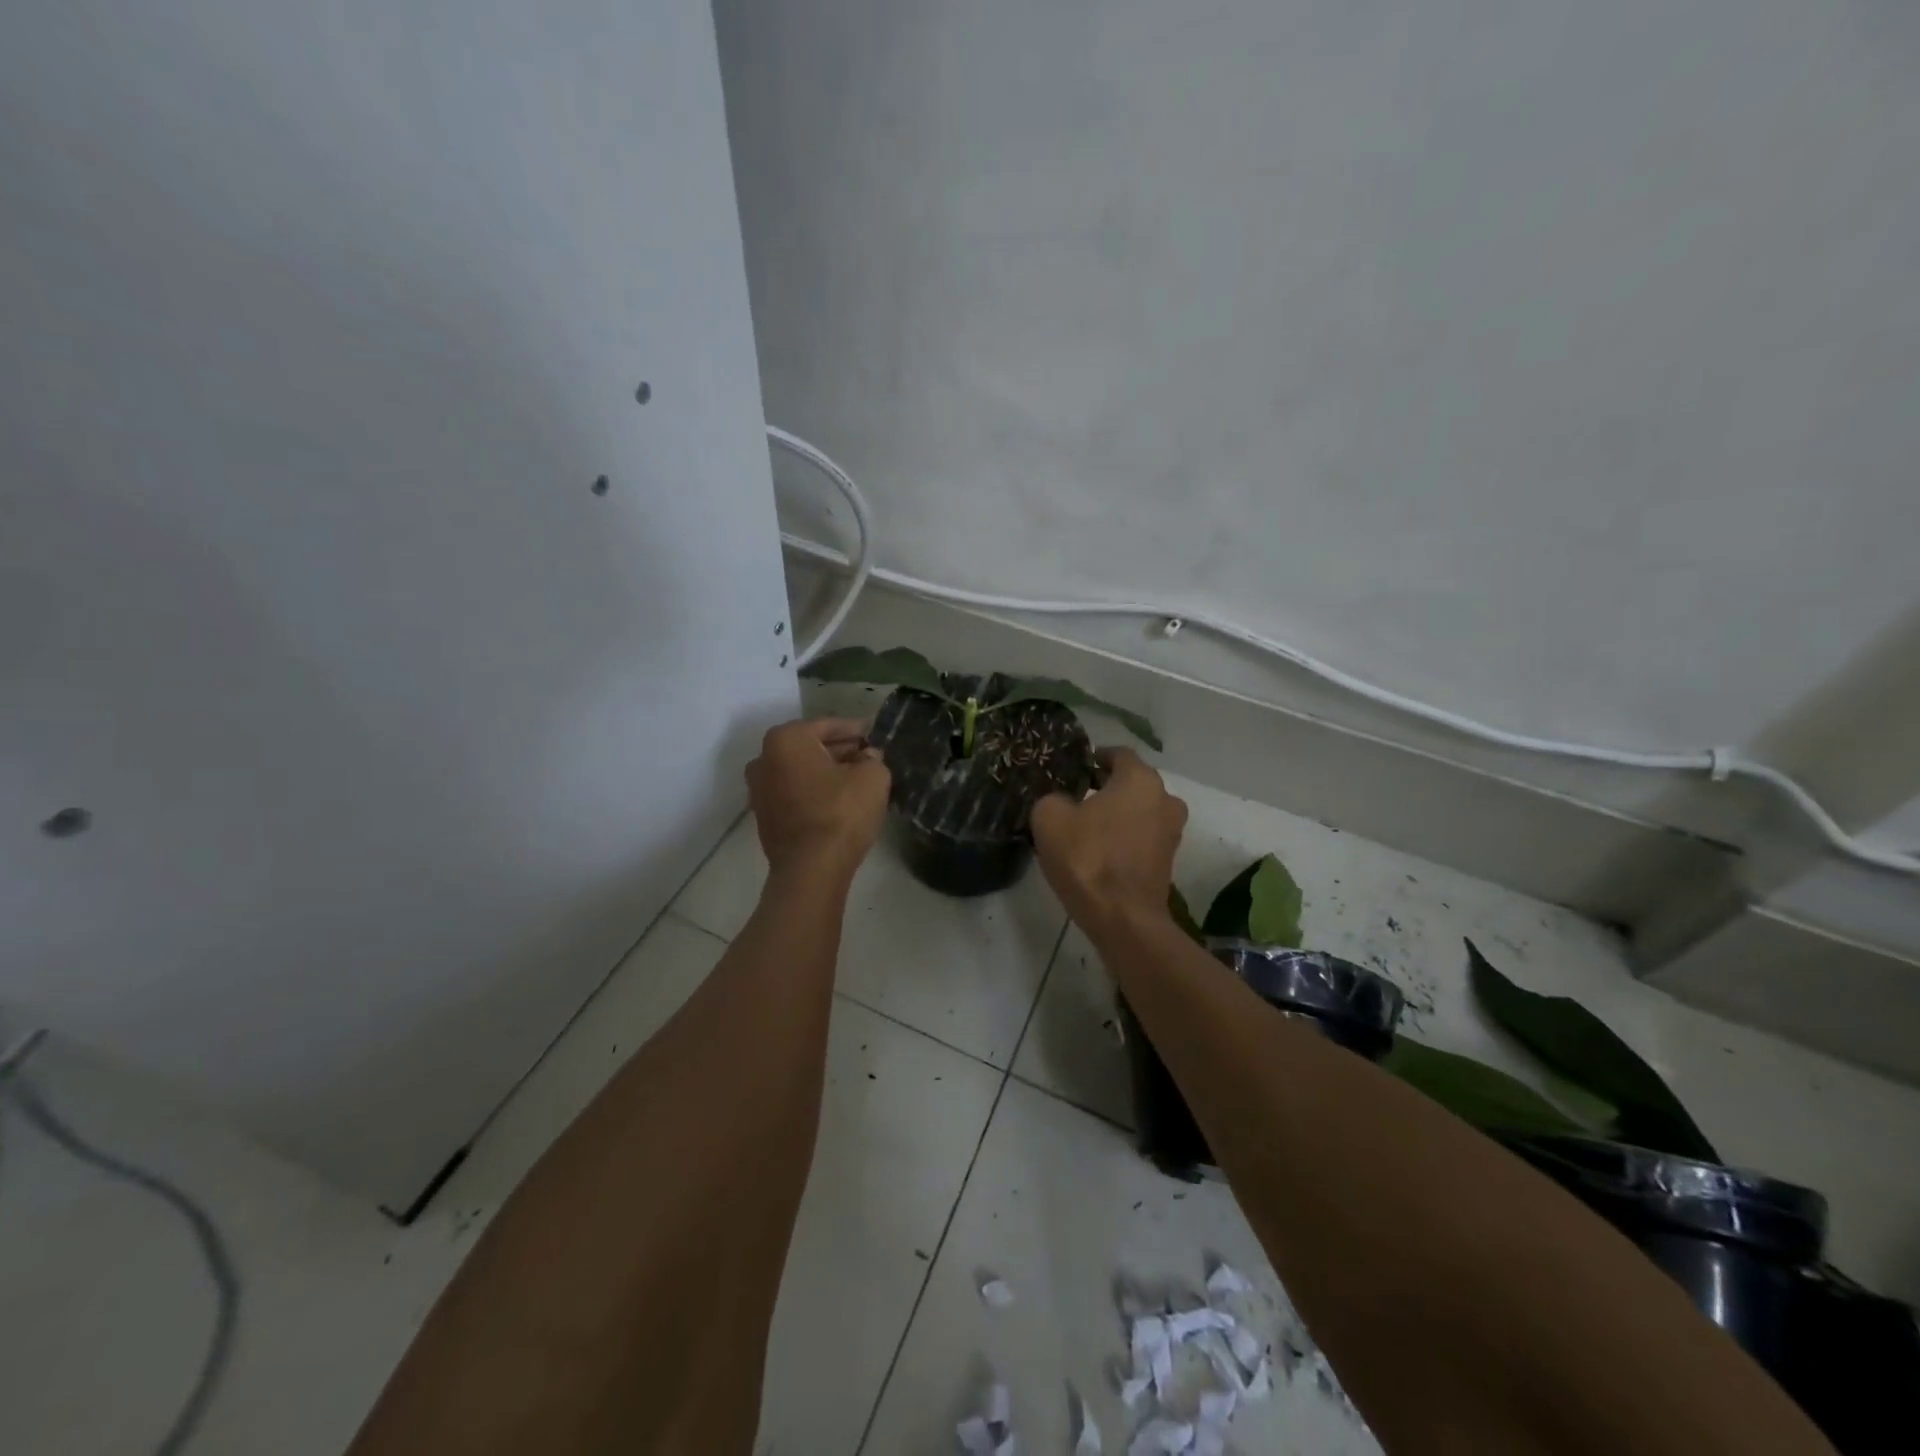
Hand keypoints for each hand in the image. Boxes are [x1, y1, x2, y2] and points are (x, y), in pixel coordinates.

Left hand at [746, 718, 891, 881]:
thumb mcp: (872, 777)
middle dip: (840, 750)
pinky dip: (814, 791)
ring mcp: (759, 790)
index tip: (876, 735)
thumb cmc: (841, 813)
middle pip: (810, 747)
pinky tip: (839, 800)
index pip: (829, 725)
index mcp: (786, 739)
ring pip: (801, 771)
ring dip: (827, 772)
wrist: (811, 870)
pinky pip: (794, 792)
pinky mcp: (764, 816)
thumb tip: (867, 757)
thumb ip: (873, 758)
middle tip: (870, 756)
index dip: (857, 730)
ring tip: (858, 779)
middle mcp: (764, 759)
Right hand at [1031, 748, 1186, 938]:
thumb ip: (1052, 798)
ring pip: (1140, 811)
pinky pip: (1143, 837)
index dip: (1095, 757)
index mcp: (1140, 779)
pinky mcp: (1169, 860)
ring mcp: (1172, 831)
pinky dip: (1125, 838)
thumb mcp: (1049, 818)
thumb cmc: (1087, 857)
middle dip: (1107, 787)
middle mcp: (1165, 798)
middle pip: (1132, 783)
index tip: (1075, 768)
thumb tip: (1061, 802)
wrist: (1122, 917)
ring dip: (1118, 814)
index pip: (1118, 754)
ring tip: (1086, 826)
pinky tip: (1100, 850)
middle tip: (1076, 797)